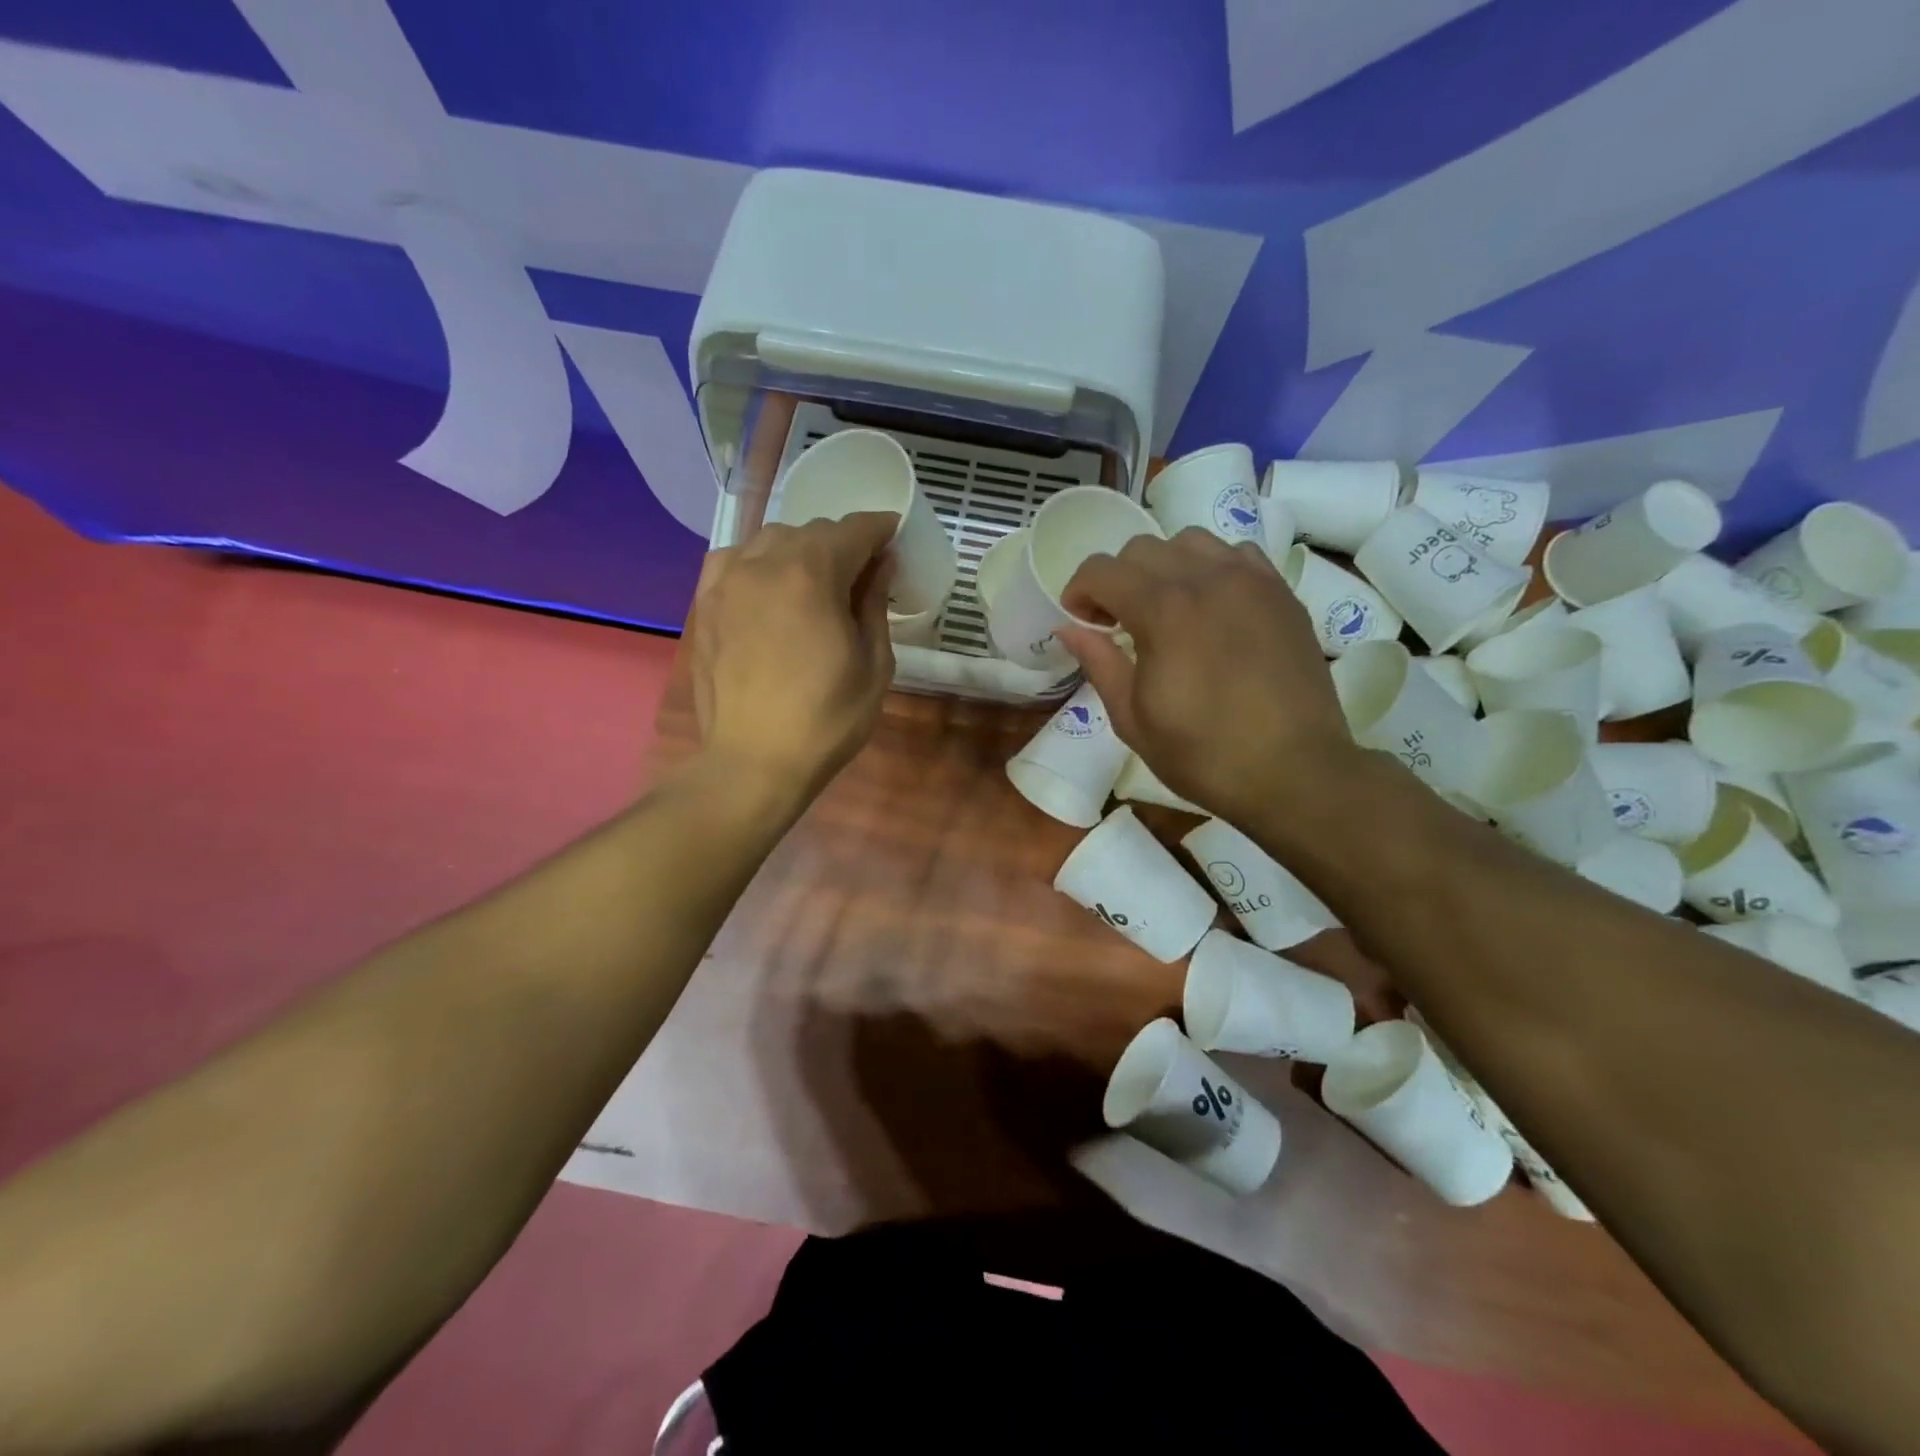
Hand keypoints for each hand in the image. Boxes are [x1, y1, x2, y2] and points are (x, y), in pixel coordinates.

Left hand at [689, 512, 896, 801]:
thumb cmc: (826, 719)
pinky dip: (758, 562)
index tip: (895, 536)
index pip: (854, 530)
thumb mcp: (874, 665)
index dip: (880, 528)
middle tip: (863, 573)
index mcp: (811, 574)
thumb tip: (880, 566)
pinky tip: (768, 585)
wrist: (754, 761)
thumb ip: (875, 604)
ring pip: (771, 540)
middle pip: (812, 531)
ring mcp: (727, 581)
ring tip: (817, 580)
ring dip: (801, 550)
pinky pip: (734, 560)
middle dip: (843, 543)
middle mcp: (764, 563)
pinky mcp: (706, 603)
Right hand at [1056, 529, 1355, 819]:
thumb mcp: (1133, 719)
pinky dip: (1212, 568)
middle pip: (1143, 548)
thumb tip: (1068, 629)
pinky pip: (1236, 555)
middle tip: (1118, 621)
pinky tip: (1212, 607)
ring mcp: (1251, 580)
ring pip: (1191, 541)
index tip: (1080, 622)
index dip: (1078, 591)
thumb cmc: (1203, 754)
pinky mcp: (1281, 593)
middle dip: (1117, 580)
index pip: (1102, 570)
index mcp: (1164, 611)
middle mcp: (1207, 579)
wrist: (1294, 771)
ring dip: (1164, 567)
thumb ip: (1099, 663)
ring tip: (1167, 608)